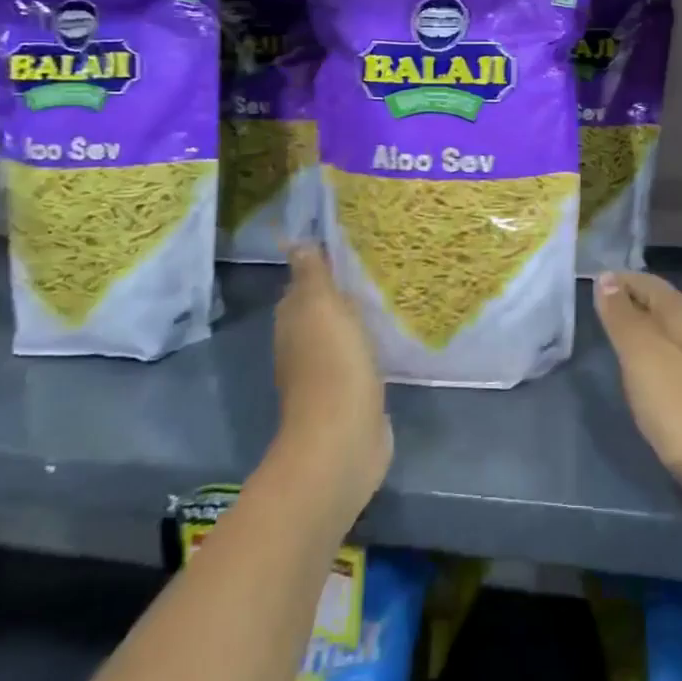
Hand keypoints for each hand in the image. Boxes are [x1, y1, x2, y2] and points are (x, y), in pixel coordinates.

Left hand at [271, 244, 391, 520]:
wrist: (343, 438)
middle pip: (320, 311)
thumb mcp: (322, 308)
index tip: (351, 250)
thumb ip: (312, 275)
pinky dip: (369, 349)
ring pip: (340, 336)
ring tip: (388, 300)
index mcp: (293, 322)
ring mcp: (325, 374)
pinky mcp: (349, 396)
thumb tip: (296, 242)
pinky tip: (389, 341)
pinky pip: (358, 361)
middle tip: (377, 270)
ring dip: (357, 322)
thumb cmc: (333, 364)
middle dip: (342, 293)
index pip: (301, 286)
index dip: (321, 268)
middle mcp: (302, 346)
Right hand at [594, 272, 681, 529]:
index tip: (600, 278)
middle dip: (638, 299)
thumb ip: (625, 321)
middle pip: (668, 309)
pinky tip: (649, 378)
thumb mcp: (645, 360)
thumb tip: (607, 278)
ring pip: (675, 337)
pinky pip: (679, 364)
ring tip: (620, 335)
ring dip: (648, 328)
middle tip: (605, 302)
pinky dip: (658, 357)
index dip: (629, 279)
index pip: (656, 288)